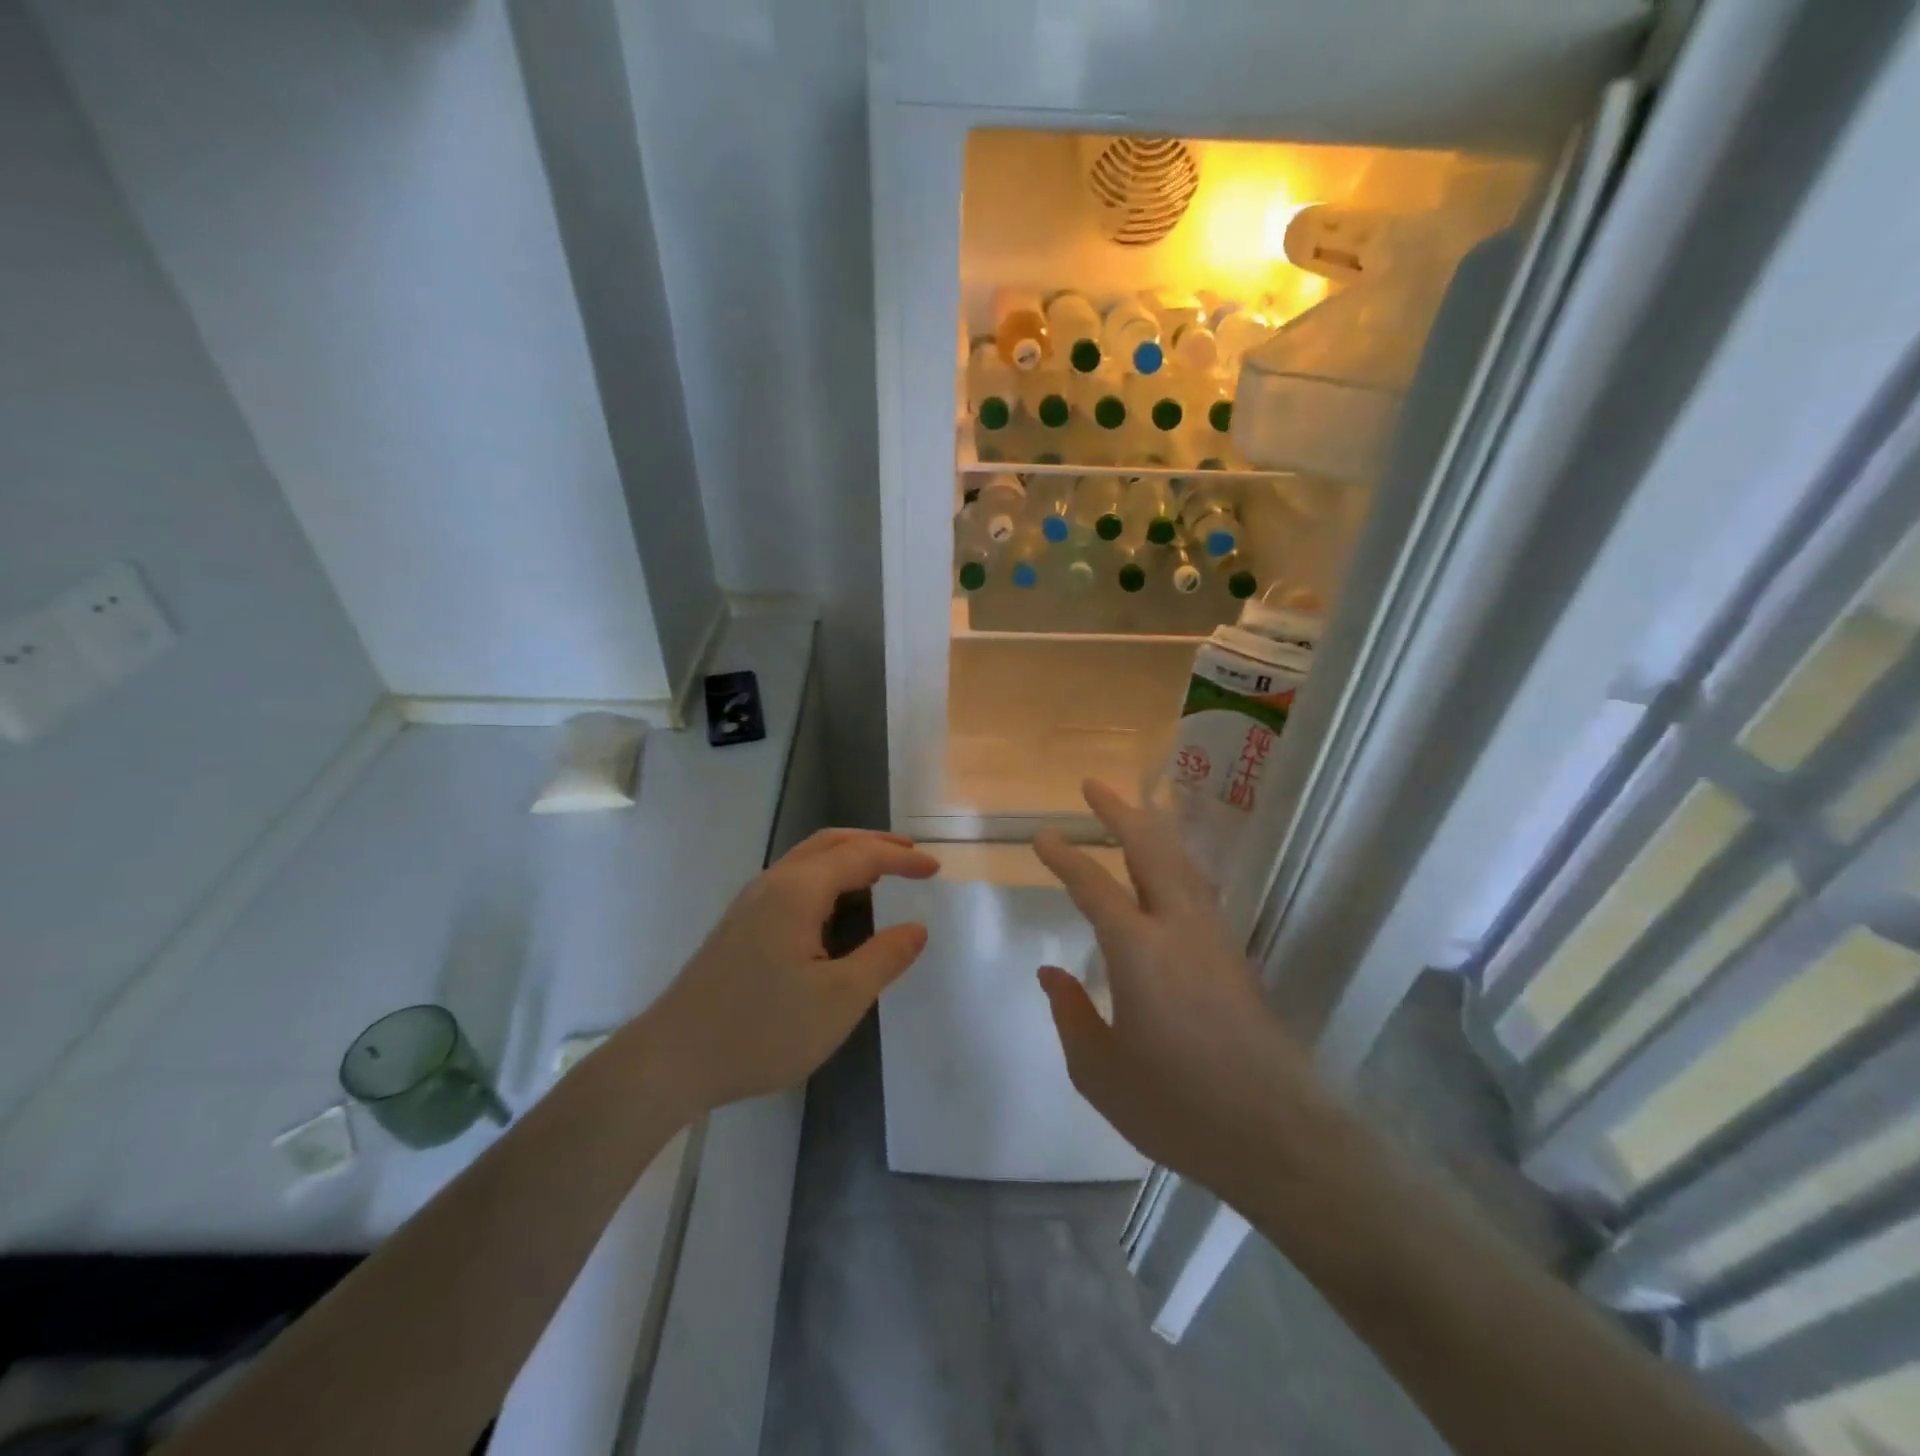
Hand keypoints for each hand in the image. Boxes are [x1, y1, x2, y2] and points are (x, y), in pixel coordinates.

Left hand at [648, 829, 937, 1113]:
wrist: (671, 1060)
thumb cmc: (762, 1029)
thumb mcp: (839, 999)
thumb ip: (884, 958)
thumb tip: (916, 929)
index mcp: (798, 891)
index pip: (860, 856)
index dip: (901, 859)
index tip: (936, 870)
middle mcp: (772, 883)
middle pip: (830, 843)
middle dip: (874, 844)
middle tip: (912, 856)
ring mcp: (750, 903)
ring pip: (807, 860)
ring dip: (848, 858)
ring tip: (881, 875)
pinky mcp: (739, 925)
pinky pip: (793, 881)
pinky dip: (827, 878)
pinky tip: (836, 908)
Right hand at [1033, 782, 1328, 1203]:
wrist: (1275, 1135)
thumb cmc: (1177, 1105)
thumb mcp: (1100, 1071)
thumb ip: (1071, 1015)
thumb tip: (1051, 974)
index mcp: (1139, 950)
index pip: (1094, 885)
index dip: (1065, 856)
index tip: (1042, 835)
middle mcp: (1179, 928)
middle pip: (1151, 849)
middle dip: (1120, 812)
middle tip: (1093, 786)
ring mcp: (1214, 938)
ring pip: (1182, 863)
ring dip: (1154, 830)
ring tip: (1132, 811)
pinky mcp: (1235, 956)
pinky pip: (1199, 887)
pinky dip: (1176, 861)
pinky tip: (1170, 870)